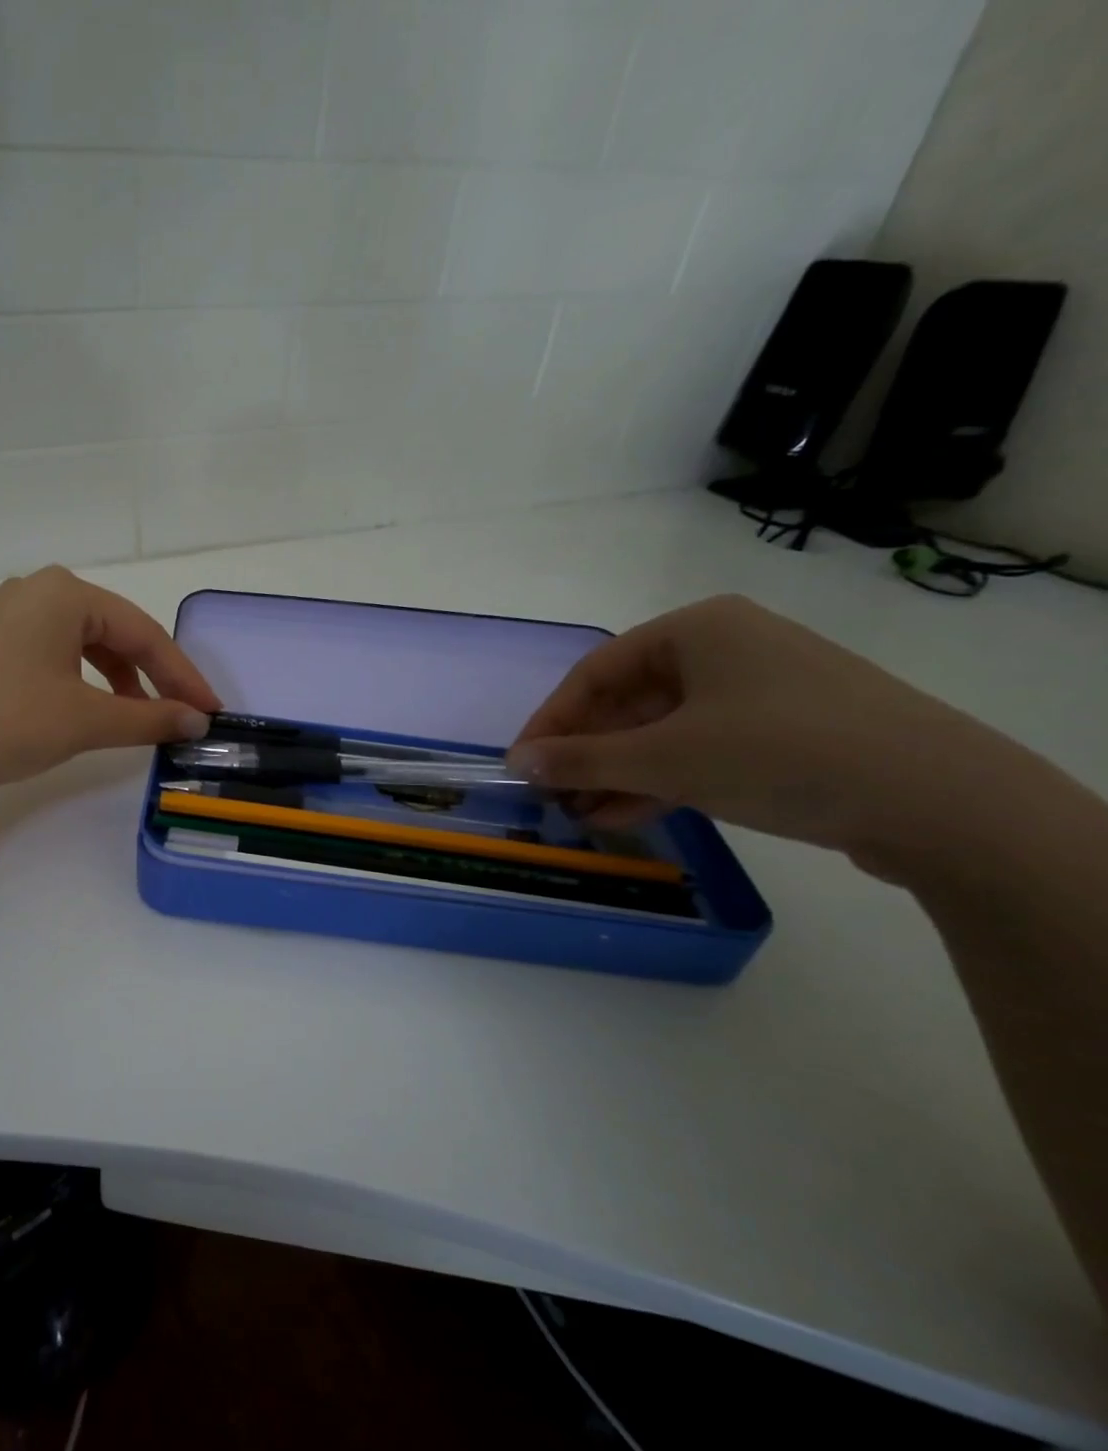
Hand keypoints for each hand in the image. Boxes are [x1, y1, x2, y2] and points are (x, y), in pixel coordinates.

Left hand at [0, 566, 220, 798]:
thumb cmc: (2, 721)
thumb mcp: (84, 720)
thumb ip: (147, 718)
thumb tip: (195, 721)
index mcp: (66, 593)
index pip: (143, 634)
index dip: (182, 677)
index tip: (211, 711)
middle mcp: (40, 591)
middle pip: (116, 633)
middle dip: (153, 677)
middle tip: (184, 715)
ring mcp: (12, 616)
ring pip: (87, 645)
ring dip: (120, 681)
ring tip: (140, 719)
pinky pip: (58, 655)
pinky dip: (85, 682)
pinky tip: (93, 710)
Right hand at [506, 594, 1017, 870]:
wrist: (941, 801)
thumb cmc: (778, 753)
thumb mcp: (664, 758)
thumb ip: (581, 760)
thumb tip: (516, 763)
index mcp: (696, 630)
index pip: (595, 672)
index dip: (551, 720)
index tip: (523, 764)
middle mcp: (727, 649)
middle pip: (629, 702)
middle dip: (587, 753)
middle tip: (553, 794)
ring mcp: (761, 691)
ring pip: (664, 730)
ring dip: (619, 773)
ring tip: (582, 814)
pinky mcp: (788, 732)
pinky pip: (701, 748)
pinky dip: (662, 779)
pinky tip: (626, 813)